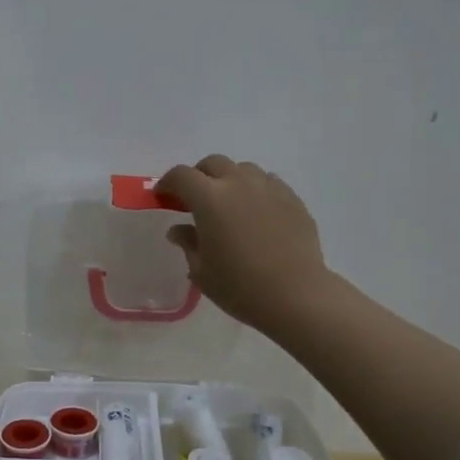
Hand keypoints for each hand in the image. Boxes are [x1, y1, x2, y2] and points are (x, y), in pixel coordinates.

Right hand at [155, 155, 334, 332]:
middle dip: (199, 176)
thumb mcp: (202, 271)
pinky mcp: (293, 199)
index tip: (163, 196)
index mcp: (210, 199)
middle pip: (213, 164)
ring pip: (243, 169)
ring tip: (229, 204)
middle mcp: (239, 184)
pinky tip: (256, 213)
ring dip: (229, 180)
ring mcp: (269, 188)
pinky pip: (268, 183)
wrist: (296, 295)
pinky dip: (255, 190)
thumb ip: (188, 243)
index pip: (181, 176)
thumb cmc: (240, 287)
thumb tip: (179, 229)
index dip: (168, 183)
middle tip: (195, 199)